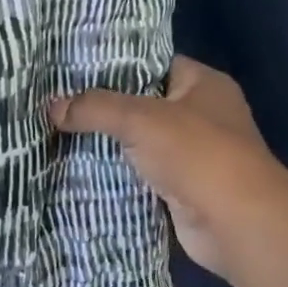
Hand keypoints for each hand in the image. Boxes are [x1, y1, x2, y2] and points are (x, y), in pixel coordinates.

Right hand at [49, 57, 287, 281]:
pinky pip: (138, 172)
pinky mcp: (180, 187)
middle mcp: (201, 114)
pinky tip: (77, 167)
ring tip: (57, 132)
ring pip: (137, 140)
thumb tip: (51, 107)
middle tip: (55, 102)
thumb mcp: (139, 118)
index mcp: (203, 84)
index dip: (113, 64)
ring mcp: (192, 154)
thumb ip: (94, 108)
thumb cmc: (197, 154)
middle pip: (140, 103)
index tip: (71, 69)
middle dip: (101, 106)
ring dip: (105, 142)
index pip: (151, 63)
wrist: (236, 223)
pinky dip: (113, 172)